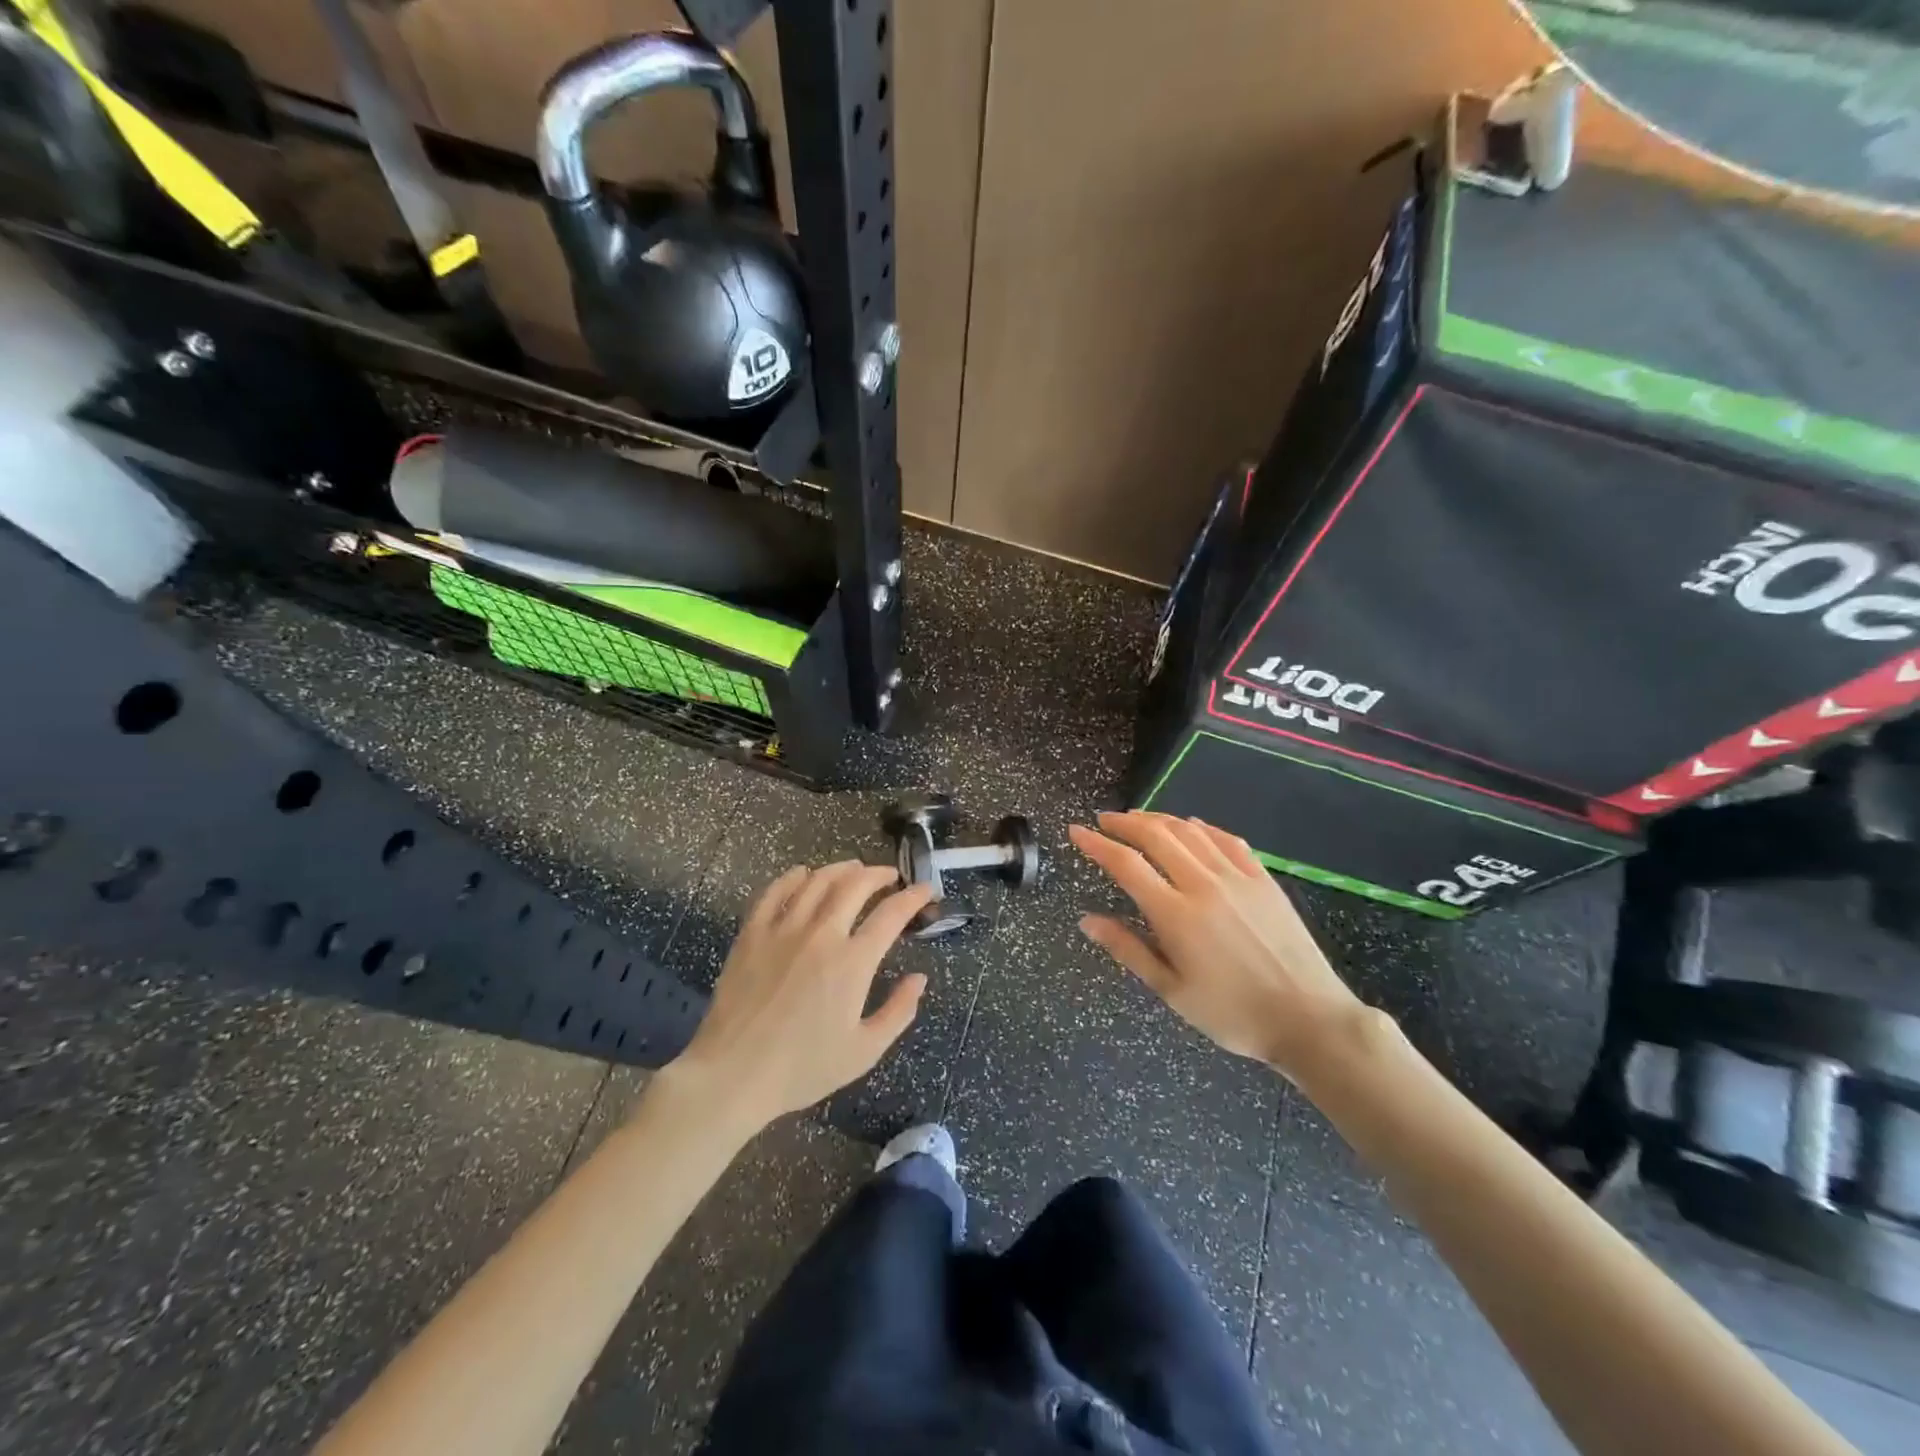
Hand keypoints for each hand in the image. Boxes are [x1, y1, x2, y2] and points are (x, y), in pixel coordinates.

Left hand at [665, 863, 934, 1130]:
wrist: (733, 1076)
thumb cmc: (802, 1069)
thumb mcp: (864, 1051)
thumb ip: (898, 1011)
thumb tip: (919, 978)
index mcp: (852, 963)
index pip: (891, 914)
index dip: (914, 897)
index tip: (926, 891)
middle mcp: (821, 935)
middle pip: (855, 885)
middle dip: (879, 874)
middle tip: (890, 876)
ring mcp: (783, 930)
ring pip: (817, 881)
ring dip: (841, 869)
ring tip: (853, 868)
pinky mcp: (752, 934)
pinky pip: (774, 892)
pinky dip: (793, 877)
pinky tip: (803, 874)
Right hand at [1070, 812, 1364, 1077]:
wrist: (1309, 1019)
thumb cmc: (1232, 1014)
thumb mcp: (1171, 990)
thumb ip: (1128, 949)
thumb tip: (1087, 920)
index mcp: (1176, 915)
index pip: (1126, 864)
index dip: (1097, 844)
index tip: (1076, 831)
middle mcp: (1203, 885)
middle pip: (1157, 836)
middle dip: (1124, 822)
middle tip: (1104, 820)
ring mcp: (1237, 878)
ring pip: (1190, 831)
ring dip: (1159, 819)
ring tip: (1139, 819)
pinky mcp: (1263, 879)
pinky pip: (1227, 839)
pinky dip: (1202, 827)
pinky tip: (1191, 826)